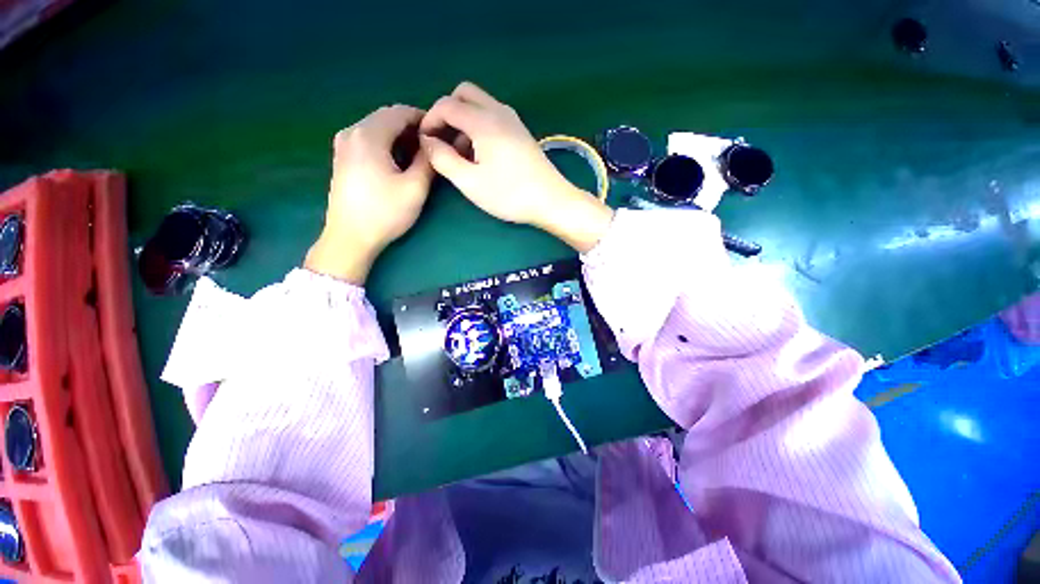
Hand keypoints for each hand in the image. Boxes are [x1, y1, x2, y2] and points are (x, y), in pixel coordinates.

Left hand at [305, 105, 432, 283]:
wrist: (350, 237)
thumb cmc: (385, 213)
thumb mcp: (415, 188)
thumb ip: (428, 161)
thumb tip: (435, 144)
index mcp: (368, 135)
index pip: (399, 112)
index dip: (423, 118)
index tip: (441, 133)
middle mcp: (352, 131)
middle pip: (386, 117)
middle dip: (411, 127)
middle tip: (432, 145)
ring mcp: (343, 144)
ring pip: (376, 127)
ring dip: (399, 135)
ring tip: (418, 154)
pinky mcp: (342, 157)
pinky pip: (367, 138)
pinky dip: (386, 143)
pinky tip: (397, 160)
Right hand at [419, 82, 613, 252]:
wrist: (551, 201)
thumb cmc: (509, 194)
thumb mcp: (470, 182)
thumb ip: (443, 159)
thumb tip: (428, 141)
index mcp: (483, 121)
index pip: (446, 104)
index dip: (430, 120)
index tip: (425, 143)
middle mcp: (498, 111)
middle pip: (464, 93)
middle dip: (447, 112)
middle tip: (444, 141)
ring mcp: (513, 120)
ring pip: (479, 103)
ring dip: (464, 120)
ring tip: (462, 154)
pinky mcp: (521, 132)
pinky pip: (493, 116)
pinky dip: (479, 126)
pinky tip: (481, 154)